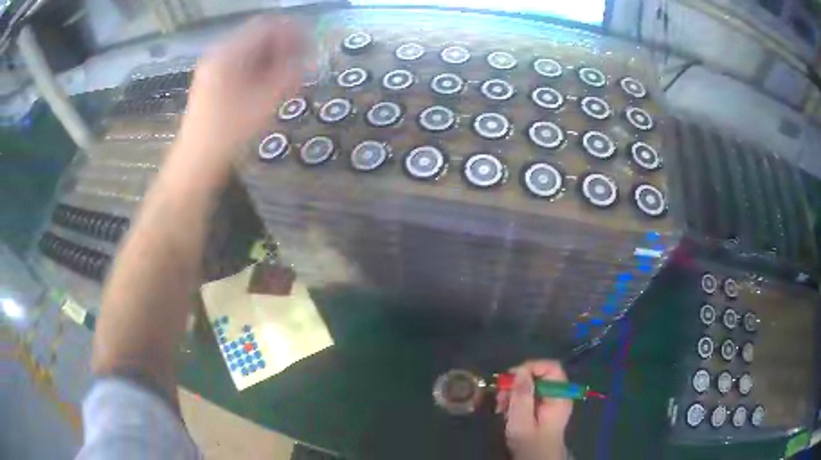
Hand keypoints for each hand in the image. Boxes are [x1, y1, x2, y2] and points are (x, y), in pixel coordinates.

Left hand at [178, 16, 304, 163]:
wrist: (196, 163)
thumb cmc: (230, 132)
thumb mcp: (266, 101)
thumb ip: (291, 74)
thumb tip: (309, 59)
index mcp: (229, 52)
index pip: (266, 26)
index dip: (292, 32)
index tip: (310, 48)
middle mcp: (219, 54)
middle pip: (258, 37)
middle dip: (283, 47)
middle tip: (302, 65)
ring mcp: (214, 69)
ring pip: (250, 52)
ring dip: (273, 60)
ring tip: (289, 79)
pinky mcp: (213, 83)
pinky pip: (241, 66)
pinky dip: (259, 71)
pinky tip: (269, 88)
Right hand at [496, 360, 573, 459]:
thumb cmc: (530, 444)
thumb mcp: (521, 423)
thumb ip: (522, 397)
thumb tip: (520, 371)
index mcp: (560, 396)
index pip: (551, 367)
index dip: (531, 367)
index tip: (510, 378)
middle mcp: (559, 394)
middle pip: (540, 374)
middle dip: (517, 382)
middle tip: (500, 396)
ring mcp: (552, 400)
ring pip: (533, 383)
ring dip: (514, 391)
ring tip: (500, 405)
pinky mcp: (544, 406)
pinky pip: (530, 393)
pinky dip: (516, 398)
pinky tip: (506, 409)